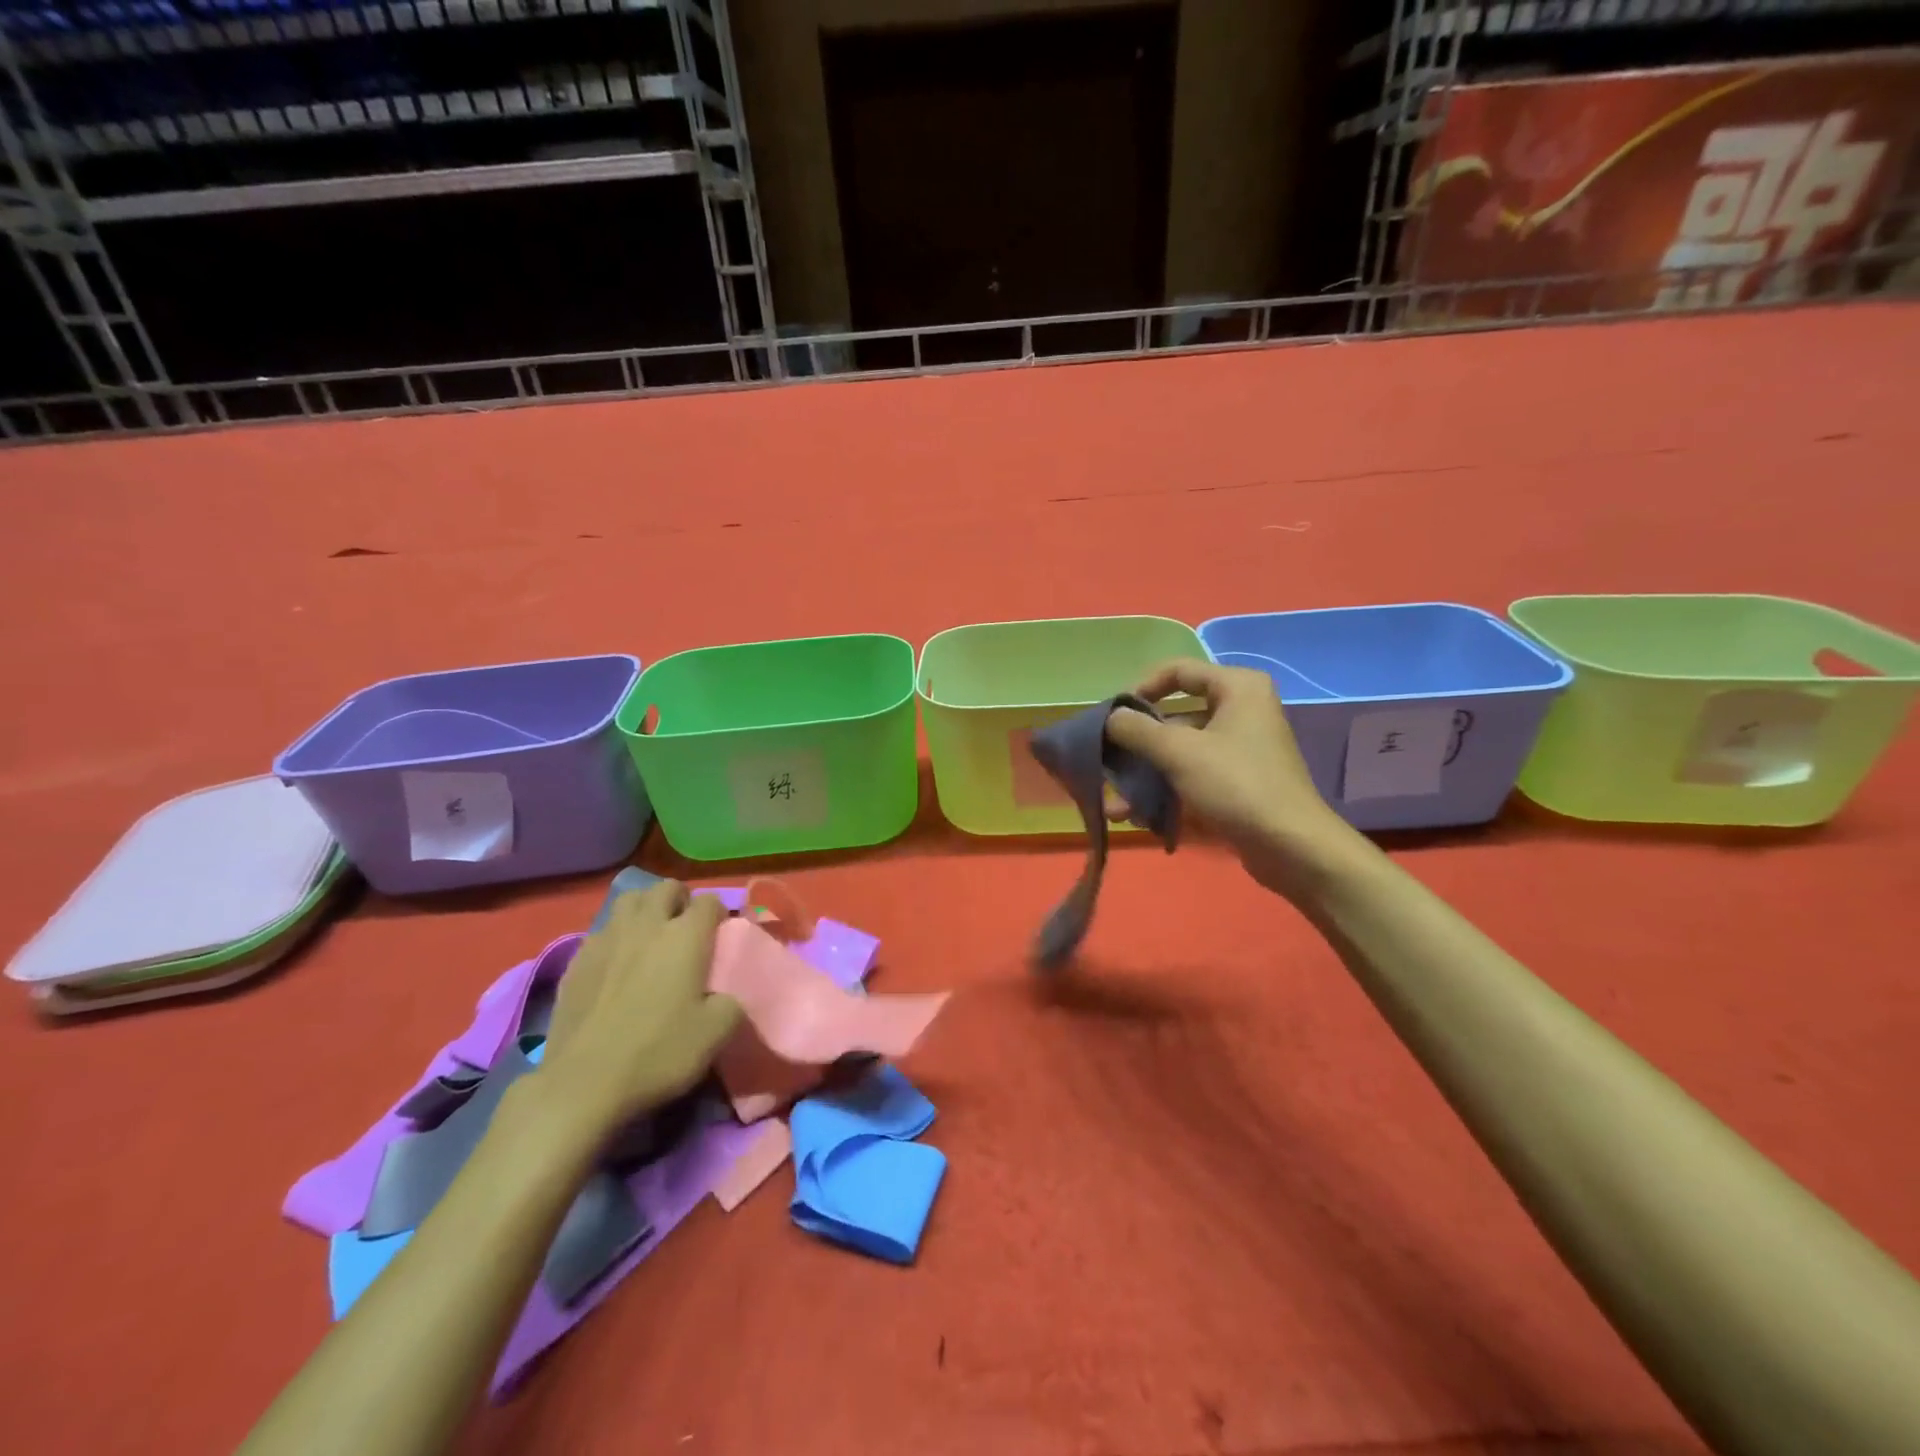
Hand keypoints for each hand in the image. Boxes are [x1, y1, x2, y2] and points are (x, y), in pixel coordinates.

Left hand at [538, 881, 742, 1135]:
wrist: (583, 1084)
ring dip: (645, 909)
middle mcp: (647, 925)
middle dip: (680, 901)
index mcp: (685, 936)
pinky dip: (615, 937)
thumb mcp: (717, 1034)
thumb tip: (726, 995)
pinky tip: (615, 964)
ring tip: (649, 937)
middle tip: (685, 930)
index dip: (718, 915)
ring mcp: (606, 939)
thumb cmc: (658, 1053)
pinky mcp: (576, 960)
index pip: (709, 901)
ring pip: (629, 900)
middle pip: (666, 888)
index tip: (720, 936)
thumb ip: (732, 1002)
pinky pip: (602, 931)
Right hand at [1105, 658, 1359, 897]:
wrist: (1292, 847)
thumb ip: (1136, 729)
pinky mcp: (1237, 784)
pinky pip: (1191, 778)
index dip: (1140, 688)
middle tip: (1106, 761)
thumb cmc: (1236, 784)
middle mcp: (1241, 711)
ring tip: (1114, 805)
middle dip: (1136, 744)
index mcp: (1237, 688)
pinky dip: (1164, 794)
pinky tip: (1135, 818)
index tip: (1113, 716)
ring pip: (1179, 753)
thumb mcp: (1178, 752)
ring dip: (1144, 777)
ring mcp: (1239, 750)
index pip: (1177, 671)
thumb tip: (1110, 717)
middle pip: (1174, 716)